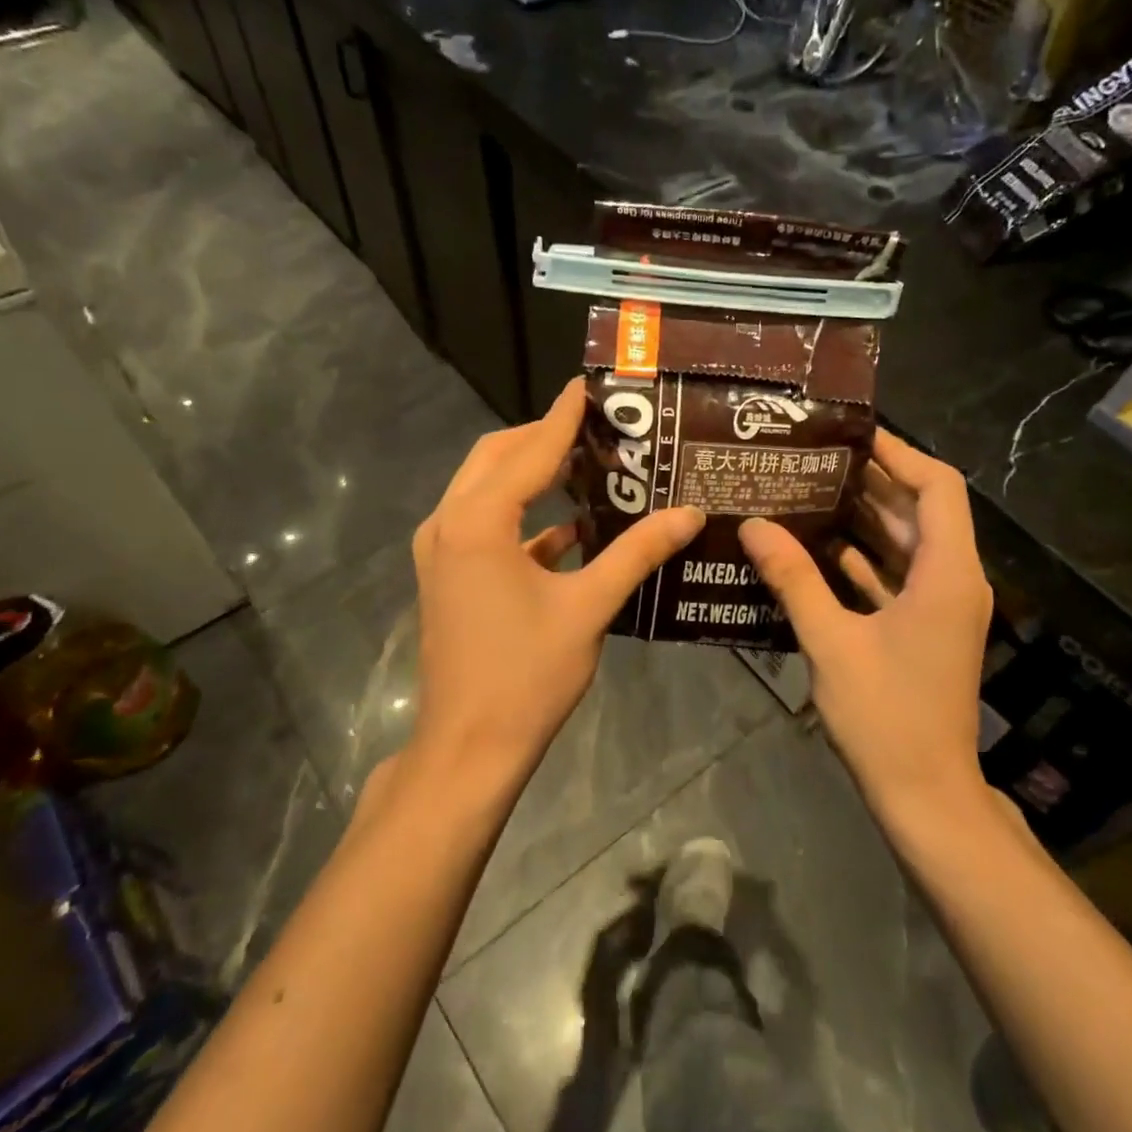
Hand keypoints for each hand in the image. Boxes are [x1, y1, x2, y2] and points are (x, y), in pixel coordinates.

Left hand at [410, 380, 703, 783]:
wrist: (469, 747)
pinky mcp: (447, 575)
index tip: (591, 384)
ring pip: (486, 489)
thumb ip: (638, 552)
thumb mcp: (589, 607)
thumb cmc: (527, 675)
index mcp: (477, 522)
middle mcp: (449, 524)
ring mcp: (441, 551)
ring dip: (531, 473)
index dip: (564, 415)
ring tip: (588, 464)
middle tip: (598, 427)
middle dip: (544, 437)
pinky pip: (485, 525)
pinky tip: (572, 528)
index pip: (530, 449)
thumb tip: (689, 513)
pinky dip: (524, 516)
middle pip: (497, 457)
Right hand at [739, 429, 991, 814]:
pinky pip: (898, 577)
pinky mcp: (926, 630)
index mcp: (947, 574)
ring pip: (908, 545)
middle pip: (920, 511)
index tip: (852, 435)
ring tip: (810, 491)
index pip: (937, 487)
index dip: (899, 454)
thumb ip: (793, 579)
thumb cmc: (886, 716)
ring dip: (866, 519)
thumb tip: (753, 526)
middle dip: (872, 483)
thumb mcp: (831, 641)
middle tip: (814, 459)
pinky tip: (820, 548)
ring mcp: (942, 608)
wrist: (925, 794)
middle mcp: (954, 581)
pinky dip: (865, 560)